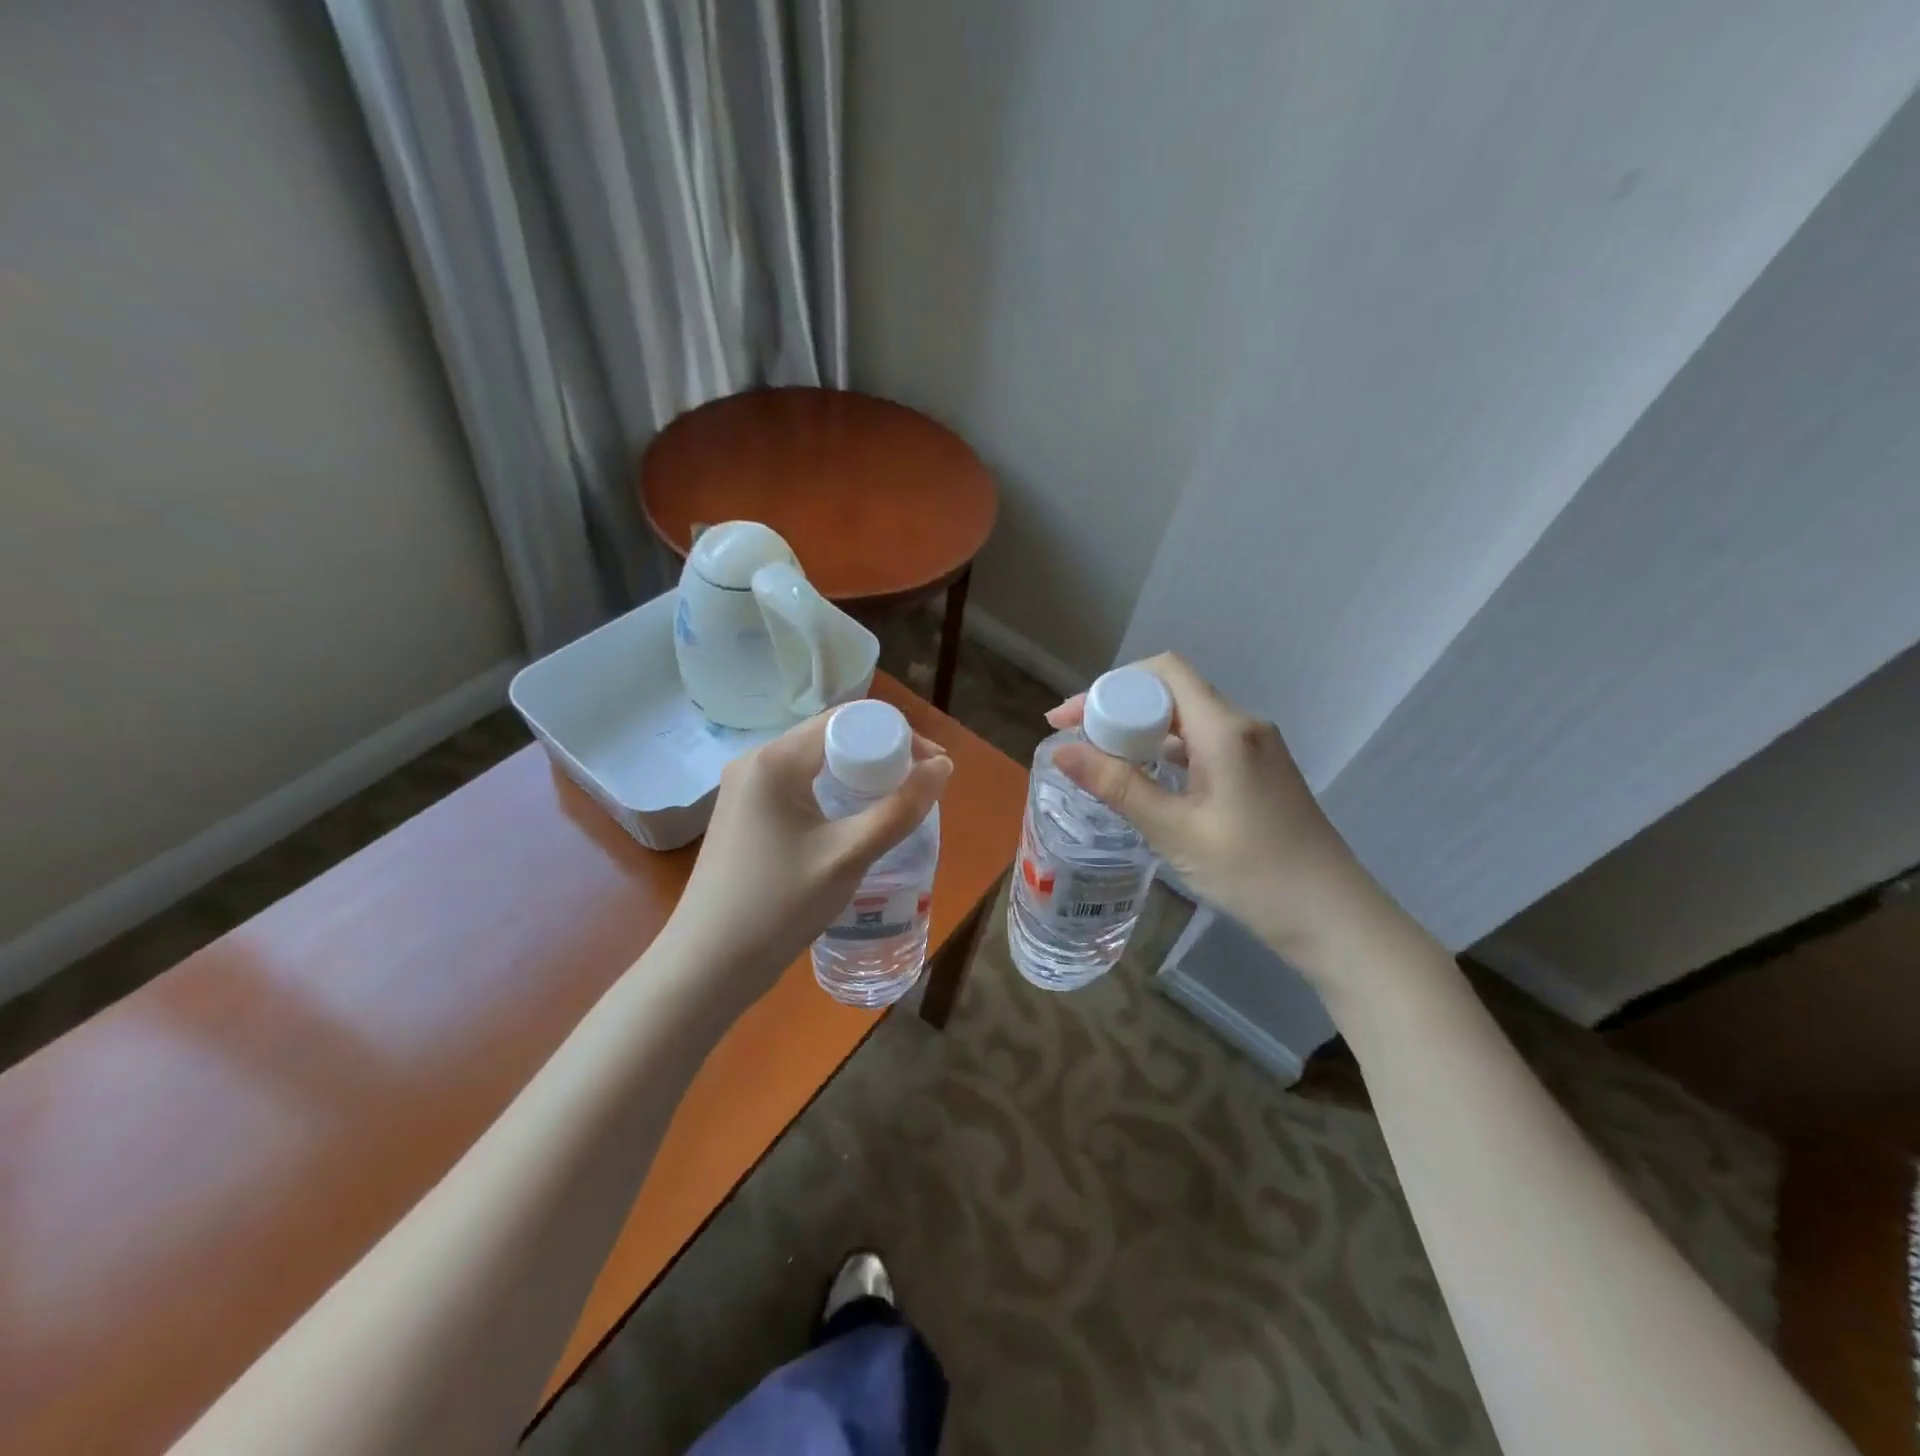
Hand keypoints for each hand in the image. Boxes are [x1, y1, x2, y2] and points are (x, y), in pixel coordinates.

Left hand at [657, 712, 952, 1018]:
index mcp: (775, 760)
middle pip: (831, 738)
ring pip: (816, 764)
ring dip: (858, 776)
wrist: (707, 966)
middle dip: (881, 755)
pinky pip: (799, 787)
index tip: (932, 765)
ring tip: (895, 804)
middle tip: (919, 788)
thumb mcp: (848, 856)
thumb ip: (900, 809)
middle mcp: (755, 762)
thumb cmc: (779, 907)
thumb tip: (943, 766)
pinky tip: (853, 822)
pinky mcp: (745, 814)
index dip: (897, 734)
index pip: (847, 721)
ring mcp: (745, 789)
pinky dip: (833, 794)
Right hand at [1048, 653, 1387, 968]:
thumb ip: (1118, 785)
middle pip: (1172, 692)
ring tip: (1101, 760)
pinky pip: (1204, 742)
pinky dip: (1168, 750)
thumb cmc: (1252, 873)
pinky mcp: (1261, 771)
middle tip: (1077, 742)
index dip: (1109, 686)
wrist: (1332, 917)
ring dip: (1142, 731)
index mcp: (1225, 729)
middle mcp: (1243, 725)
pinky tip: (1147, 779)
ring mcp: (1257, 748)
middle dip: (1119, 708)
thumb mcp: (1174, 830)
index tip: (1069, 719)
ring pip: (1187, 718)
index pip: (1162, 672)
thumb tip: (1061, 750)